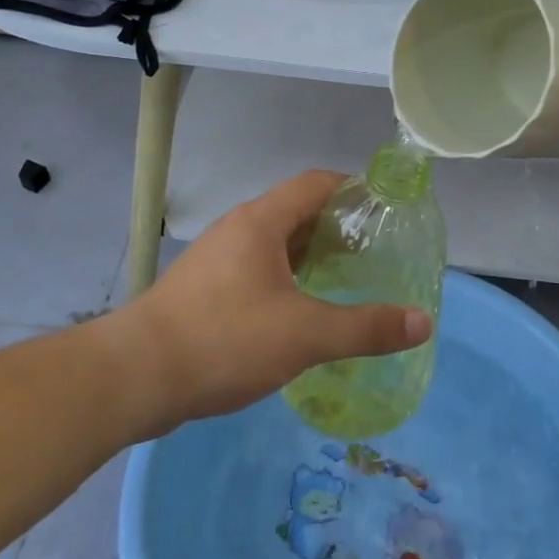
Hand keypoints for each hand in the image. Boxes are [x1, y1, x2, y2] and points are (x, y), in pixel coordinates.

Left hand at [102, 171, 432, 438]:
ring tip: (344, 281)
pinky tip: (299, 312)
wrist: (136, 375)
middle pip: (296, 211)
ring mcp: (216, 259)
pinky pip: (256, 270)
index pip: (315, 183)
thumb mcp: (305, 335)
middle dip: (336, 228)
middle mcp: (237, 230)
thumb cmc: (225, 339)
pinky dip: (285, 279)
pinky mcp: (204, 289)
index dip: (353, 189)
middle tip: (375, 253)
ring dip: (309, 256)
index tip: (385, 210)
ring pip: (274, 243)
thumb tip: (423, 321)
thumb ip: (366, 328)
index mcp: (261, 222)